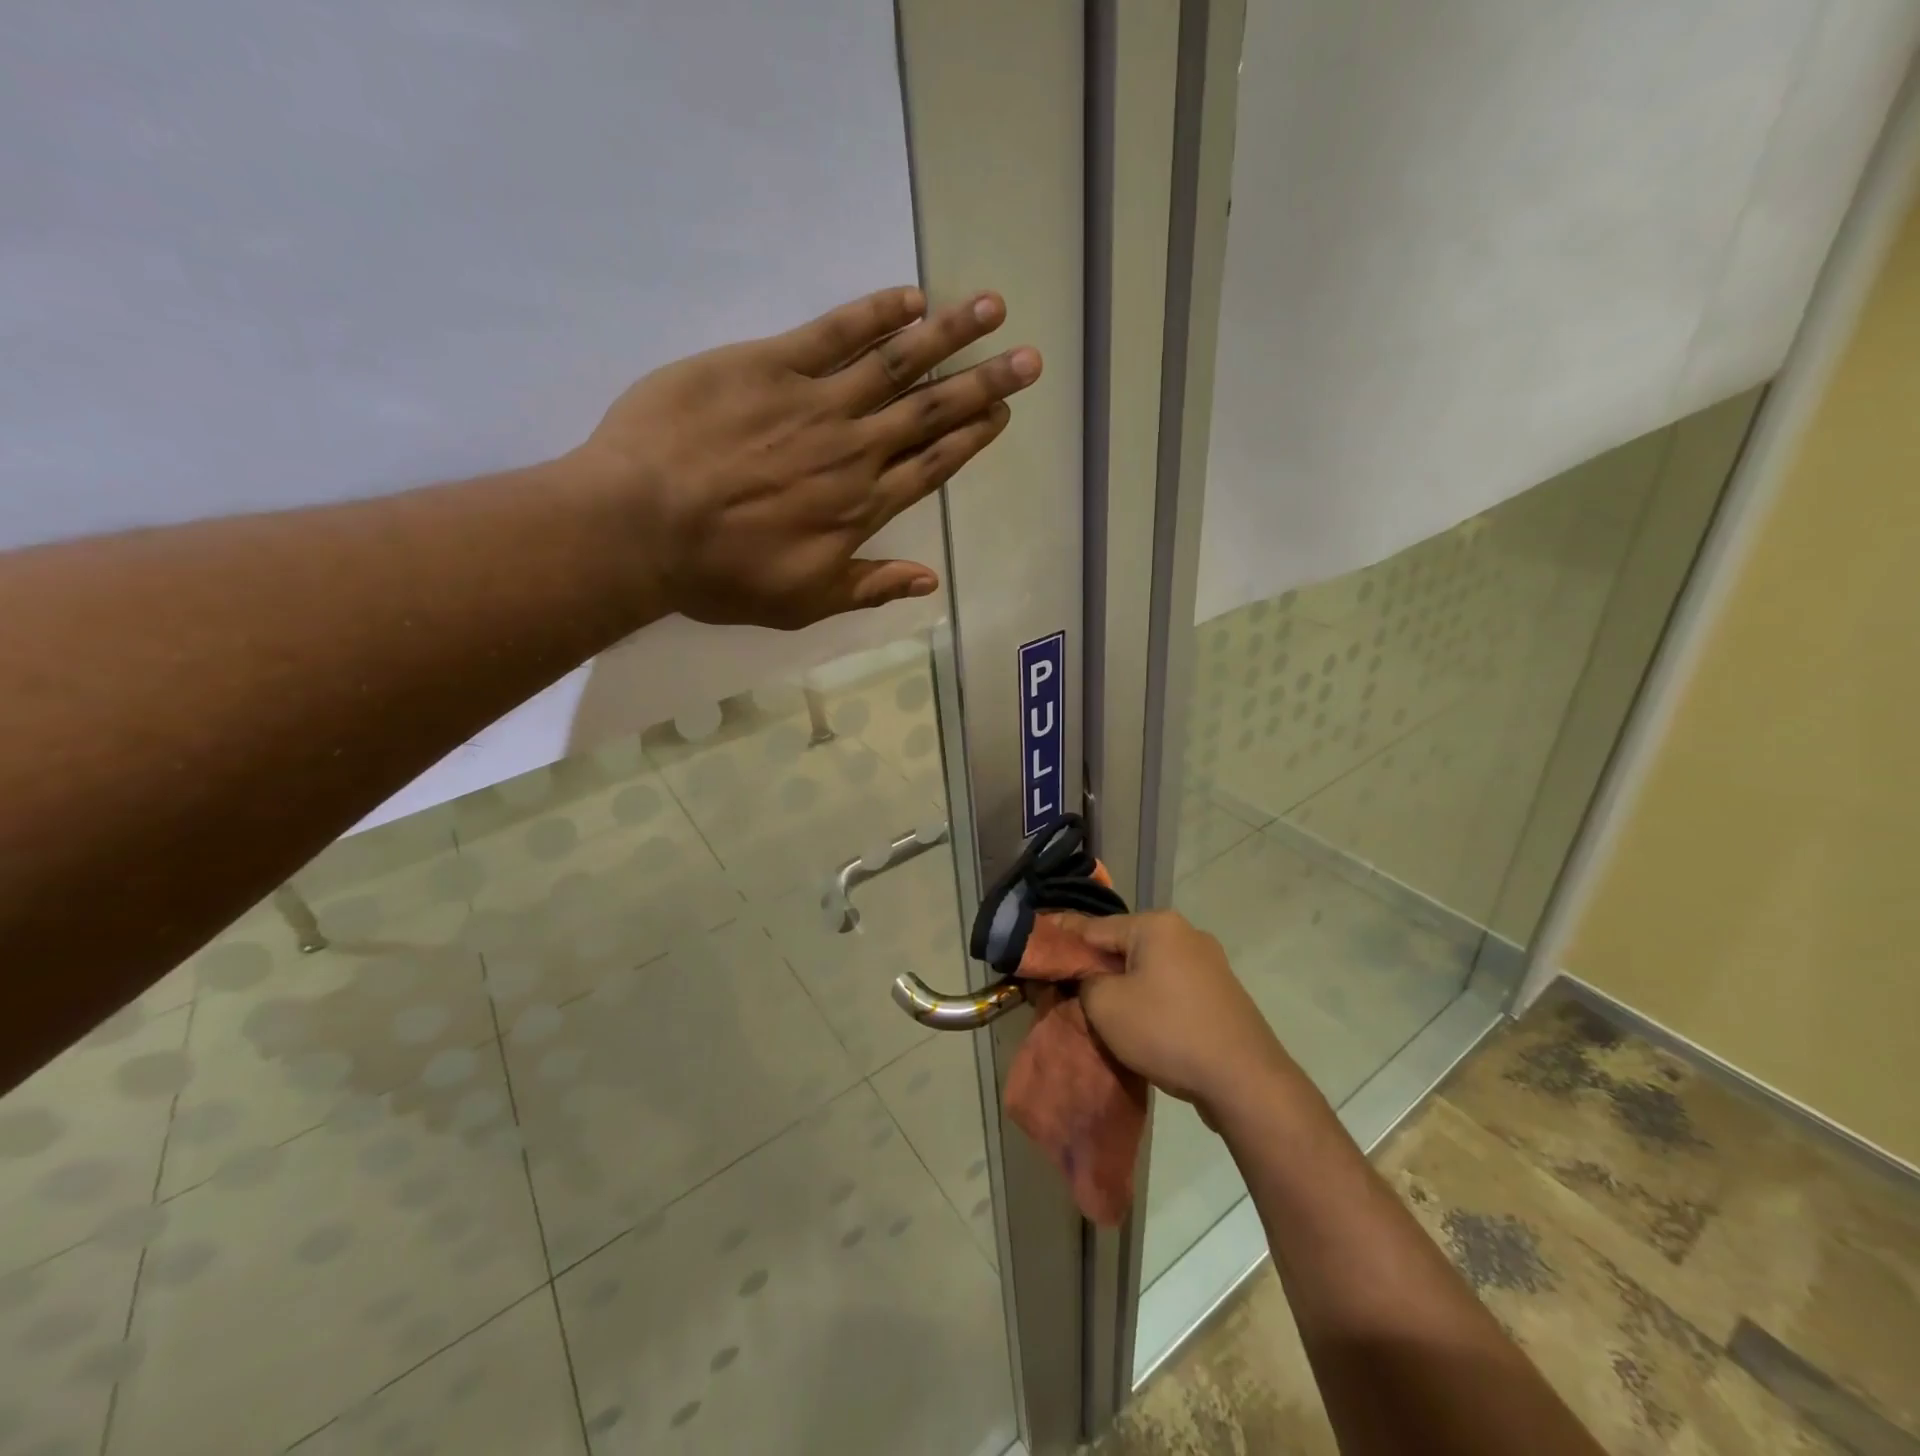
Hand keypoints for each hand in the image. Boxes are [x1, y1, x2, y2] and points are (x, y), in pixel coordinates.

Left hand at [574, 286, 1040, 629]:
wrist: (640, 526)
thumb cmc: (719, 574)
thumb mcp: (801, 602)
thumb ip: (869, 586)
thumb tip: (931, 581)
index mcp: (861, 508)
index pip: (932, 466)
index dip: (971, 440)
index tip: (1004, 415)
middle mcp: (853, 451)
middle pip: (930, 412)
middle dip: (984, 385)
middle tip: (1029, 361)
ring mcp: (815, 403)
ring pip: (896, 364)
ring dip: (949, 336)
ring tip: (992, 310)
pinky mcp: (769, 364)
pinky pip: (834, 332)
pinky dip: (875, 315)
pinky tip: (911, 298)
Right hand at [1064, 910, 1296, 1121]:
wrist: (1244, 1081)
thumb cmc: (1167, 1032)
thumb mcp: (1106, 1005)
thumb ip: (1083, 981)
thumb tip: (1084, 977)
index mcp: (1156, 925)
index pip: (1093, 927)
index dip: (1062, 941)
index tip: (1037, 952)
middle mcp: (1184, 933)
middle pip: (1122, 946)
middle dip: (1094, 967)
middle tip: (1064, 990)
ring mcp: (1207, 963)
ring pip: (1147, 968)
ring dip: (1122, 986)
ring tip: (1097, 1010)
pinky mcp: (1219, 993)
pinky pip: (1169, 988)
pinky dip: (1149, 1000)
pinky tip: (1137, 1023)